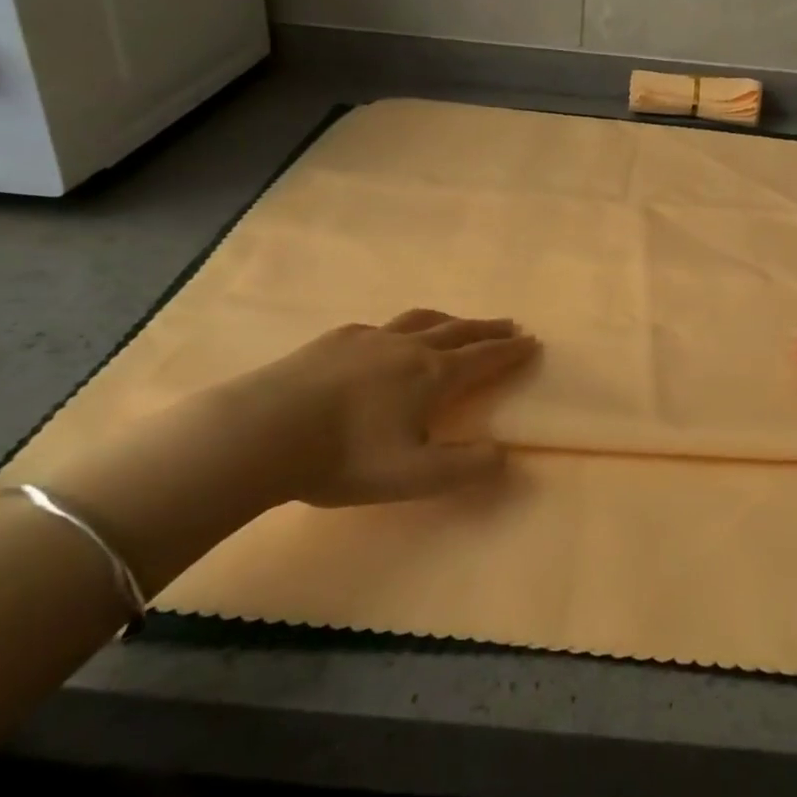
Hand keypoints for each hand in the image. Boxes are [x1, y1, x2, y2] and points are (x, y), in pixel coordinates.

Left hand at [23, 310, 538, 599]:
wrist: (265, 430)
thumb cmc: (345, 456)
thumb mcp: (414, 476)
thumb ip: (465, 468)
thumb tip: (506, 455)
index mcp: (432, 376)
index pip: (483, 359)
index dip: (510, 352)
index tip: (532, 341)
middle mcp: (408, 348)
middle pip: (458, 331)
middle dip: (487, 329)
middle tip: (509, 325)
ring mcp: (370, 338)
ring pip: (421, 321)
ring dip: (449, 321)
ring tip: (459, 323)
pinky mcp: (335, 339)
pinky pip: (381, 327)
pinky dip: (401, 328)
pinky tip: (388, 339)